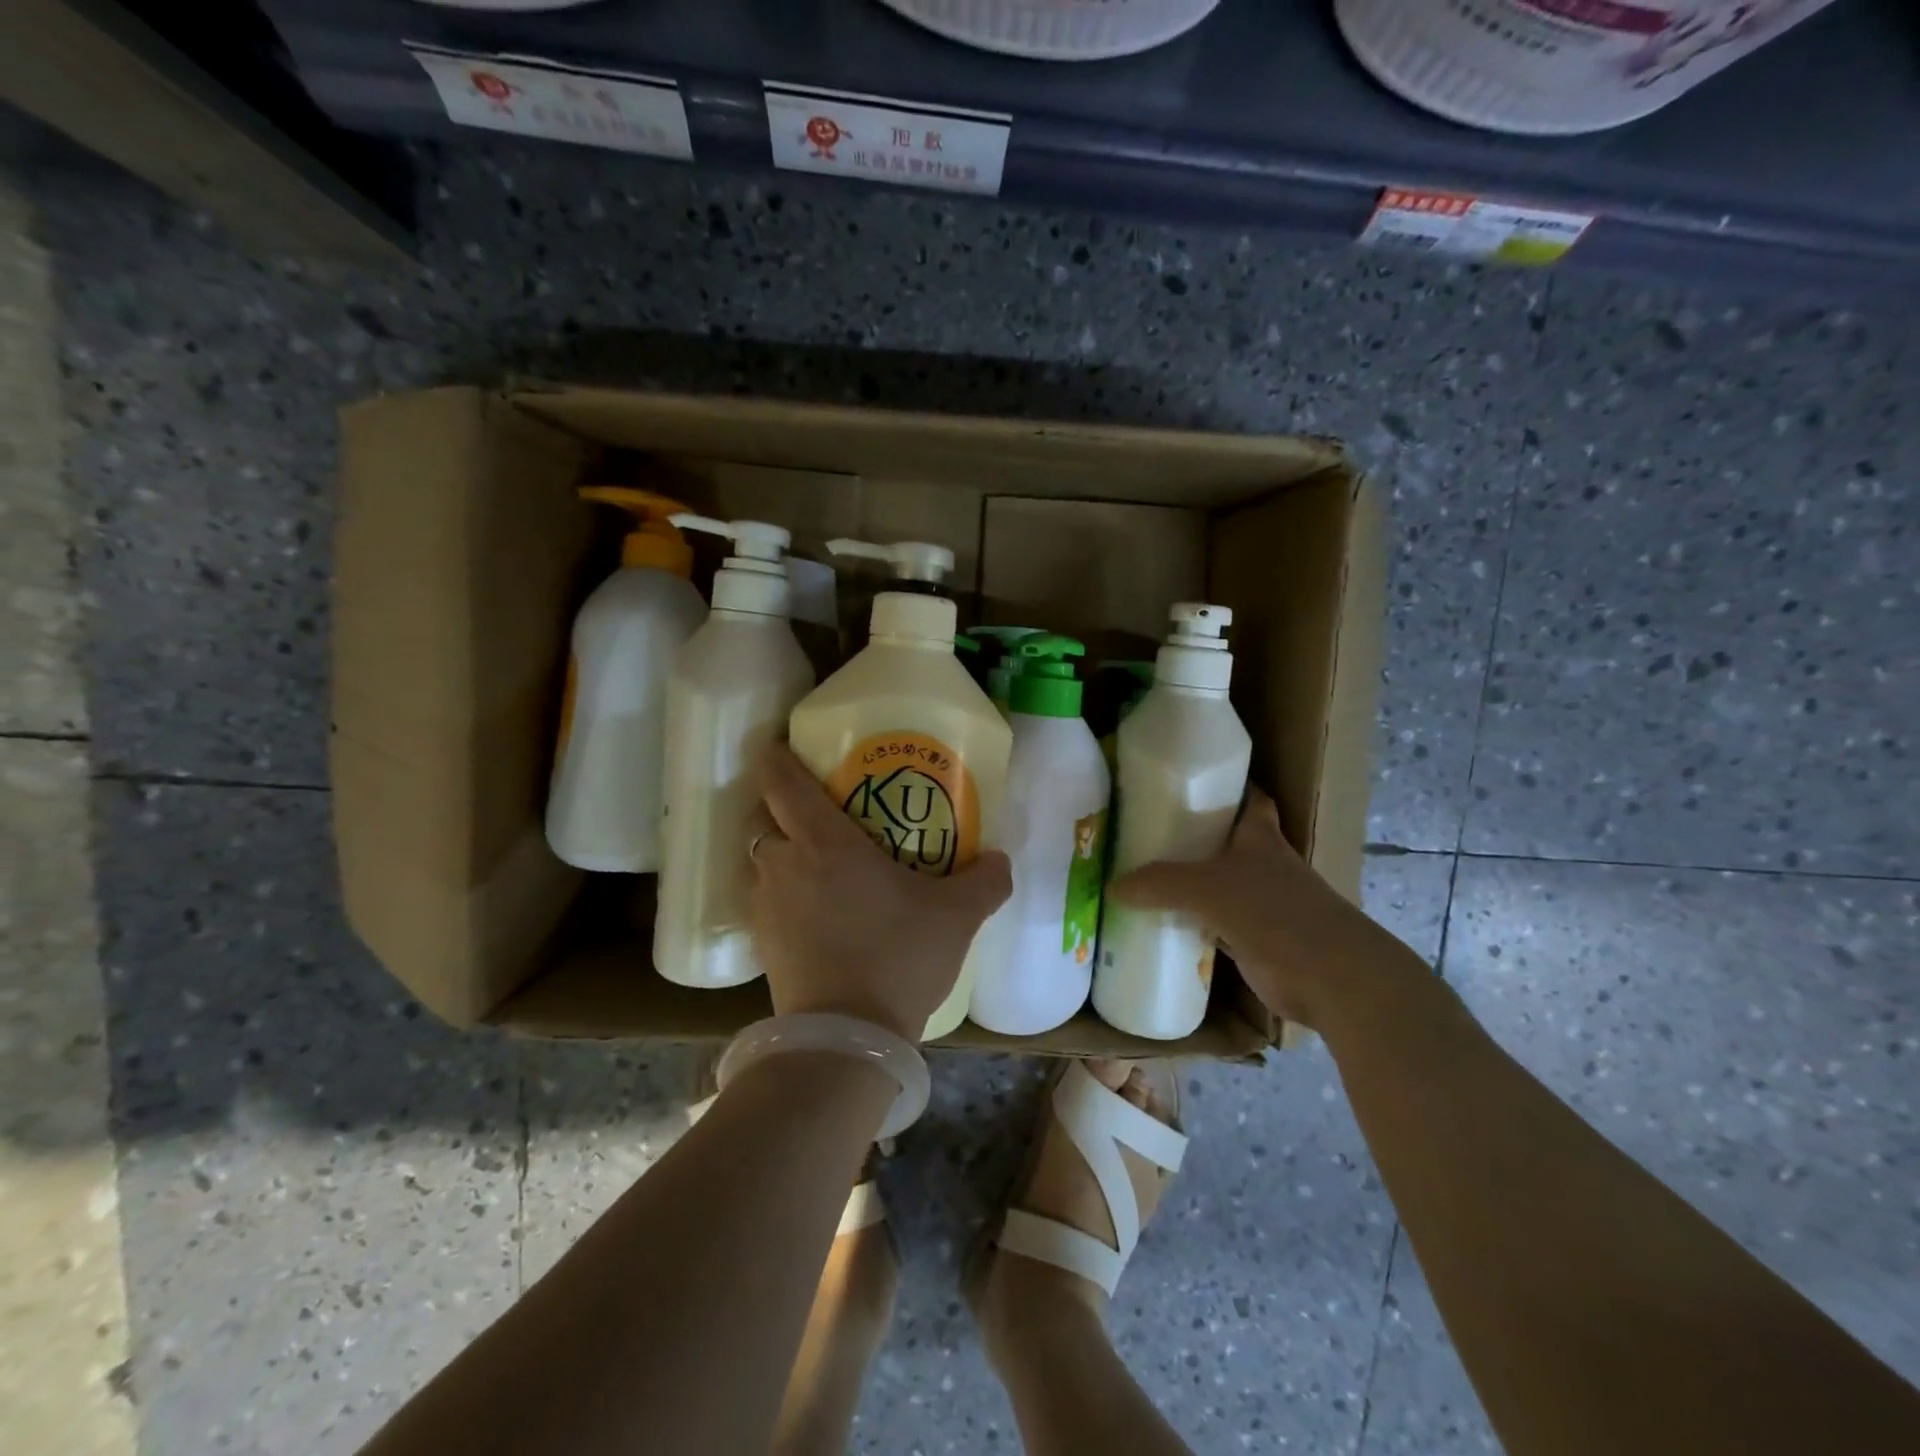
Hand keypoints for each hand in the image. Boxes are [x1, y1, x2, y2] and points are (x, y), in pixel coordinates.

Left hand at [751, 743, 1011, 1041]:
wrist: (846, 1039)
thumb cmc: (898, 956)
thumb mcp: (958, 916)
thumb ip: (985, 880)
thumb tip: (1000, 859)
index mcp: (823, 842)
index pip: (780, 780)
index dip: (778, 757)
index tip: (787, 746)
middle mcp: (783, 865)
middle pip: (760, 816)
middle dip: (778, 805)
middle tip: (815, 808)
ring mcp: (765, 906)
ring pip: (758, 858)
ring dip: (778, 850)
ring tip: (815, 859)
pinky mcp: (762, 944)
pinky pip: (762, 898)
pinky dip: (779, 891)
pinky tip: (813, 908)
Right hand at [1108, 789, 1423, 1032]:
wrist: (1331, 978)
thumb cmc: (1274, 913)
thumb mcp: (1207, 889)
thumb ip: (1159, 884)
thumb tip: (1113, 887)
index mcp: (1261, 839)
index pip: (1250, 800)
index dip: (1227, 788)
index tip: (1192, 782)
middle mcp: (1265, 866)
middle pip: (1228, 843)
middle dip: (1195, 837)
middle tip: (1148, 832)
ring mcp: (1264, 906)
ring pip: (1220, 886)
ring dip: (1191, 885)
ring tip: (1144, 877)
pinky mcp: (1257, 942)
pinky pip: (1215, 927)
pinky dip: (1193, 925)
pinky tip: (1163, 926)